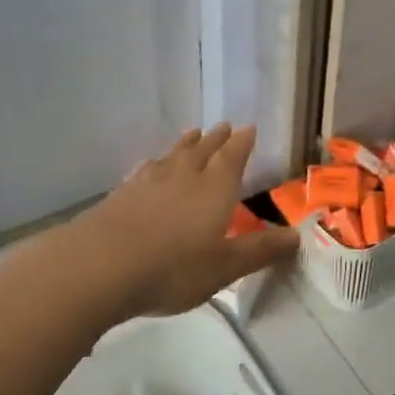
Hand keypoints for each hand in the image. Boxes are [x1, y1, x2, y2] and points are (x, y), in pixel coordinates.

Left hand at [74, 123, 297, 318]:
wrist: (98, 266)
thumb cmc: (172, 268)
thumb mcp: (224, 267)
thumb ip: (260, 251)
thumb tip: (297, 236)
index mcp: (214, 190)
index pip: (232, 158)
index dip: (242, 143)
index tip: (249, 128)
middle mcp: (183, 177)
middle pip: (203, 151)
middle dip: (216, 139)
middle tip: (224, 126)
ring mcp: (148, 183)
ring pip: (173, 156)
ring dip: (186, 144)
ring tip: (193, 134)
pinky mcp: (120, 194)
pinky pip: (145, 169)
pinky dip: (155, 163)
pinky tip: (150, 166)